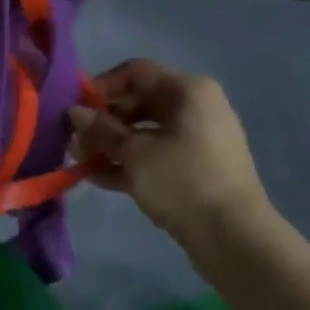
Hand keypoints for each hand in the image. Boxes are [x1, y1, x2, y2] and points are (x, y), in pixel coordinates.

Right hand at [67, 60, 271, 254]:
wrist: (234, 238)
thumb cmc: (183, 181)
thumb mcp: (136, 154)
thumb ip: (102, 130)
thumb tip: (76, 112)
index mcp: (188, 91)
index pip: (137, 72)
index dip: (103, 86)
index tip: (75, 108)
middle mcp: (196, 108)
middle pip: (140, 102)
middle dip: (104, 120)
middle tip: (75, 140)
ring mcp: (198, 140)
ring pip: (146, 132)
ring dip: (112, 144)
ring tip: (80, 161)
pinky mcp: (196, 170)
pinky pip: (157, 155)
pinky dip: (130, 163)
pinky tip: (97, 177)